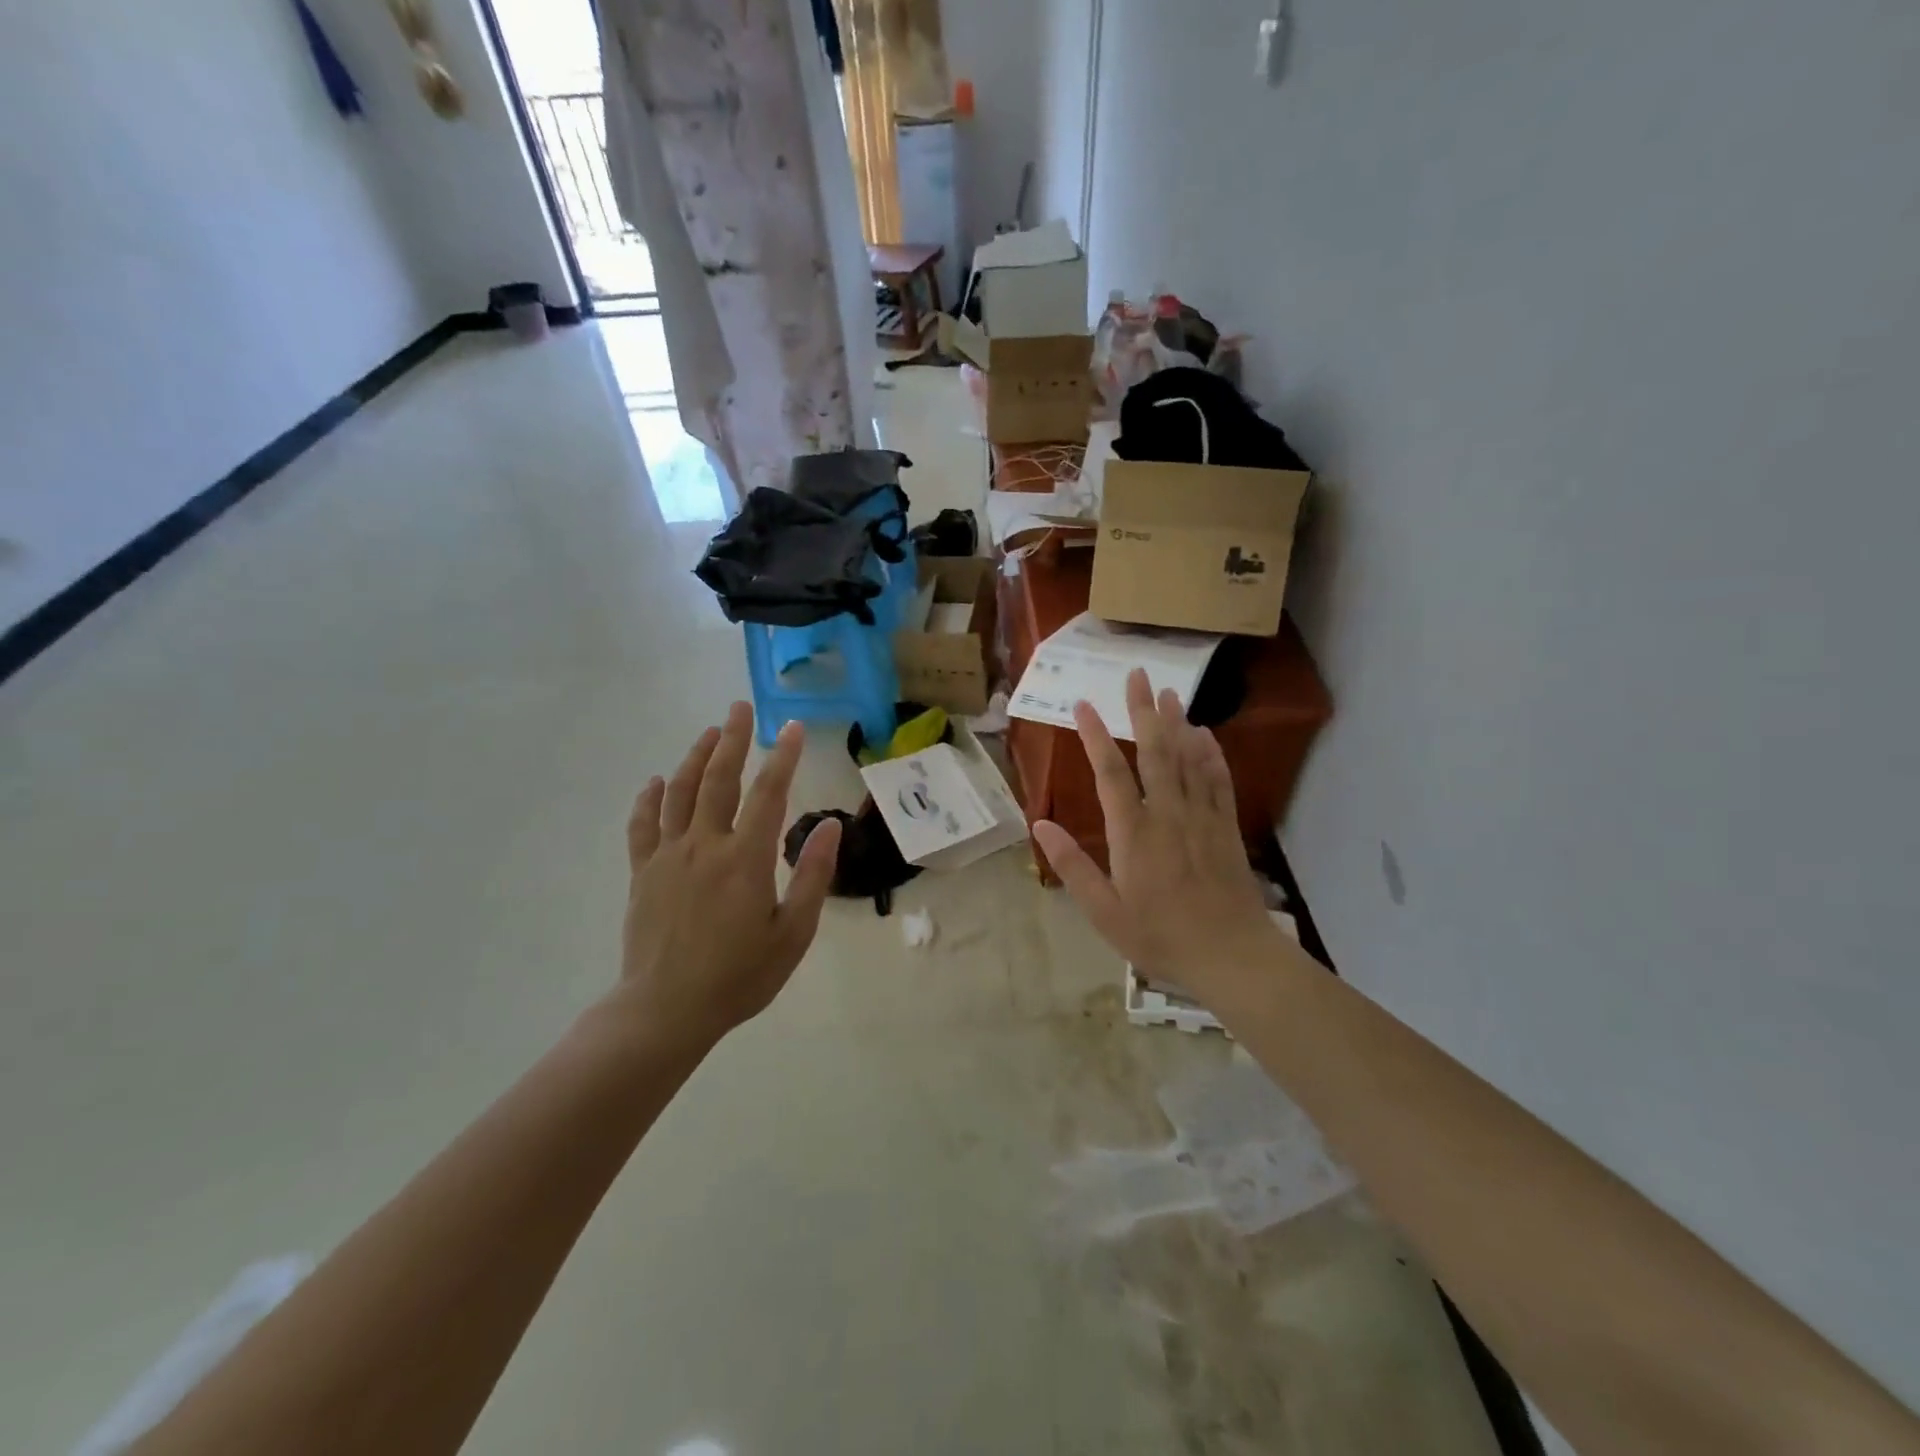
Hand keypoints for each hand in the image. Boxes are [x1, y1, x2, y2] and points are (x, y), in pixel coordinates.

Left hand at [617, 704, 841, 1045]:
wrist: (666, 1010)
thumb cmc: (739, 976)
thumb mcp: (792, 933)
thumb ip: (812, 875)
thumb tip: (831, 826)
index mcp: (745, 859)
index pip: (768, 794)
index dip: (783, 758)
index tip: (793, 728)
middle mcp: (705, 845)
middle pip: (719, 780)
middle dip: (733, 740)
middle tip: (740, 708)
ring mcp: (668, 857)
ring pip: (680, 793)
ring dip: (695, 758)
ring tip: (709, 732)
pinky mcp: (643, 873)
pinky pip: (642, 826)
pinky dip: (649, 799)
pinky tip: (656, 782)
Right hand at [1032, 669, 1278, 1005]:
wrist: (1231, 955)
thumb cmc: (1160, 937)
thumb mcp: (1104, 912)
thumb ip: (1072, 865)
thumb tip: (1040, 823)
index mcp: (1133, 834)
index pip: (1110, 773)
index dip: (1096, 736)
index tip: (1083, 705)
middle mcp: (1167, 814)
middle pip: (1154, 752)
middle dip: (1143, 711)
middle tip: (1138, 675)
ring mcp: (1201, 817)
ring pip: (1188, 759)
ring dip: (1177, 723)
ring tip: (1169, 691)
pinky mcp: (1226, 827)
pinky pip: (1218, 780)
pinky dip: (1210, 754)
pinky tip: (1206, 734)